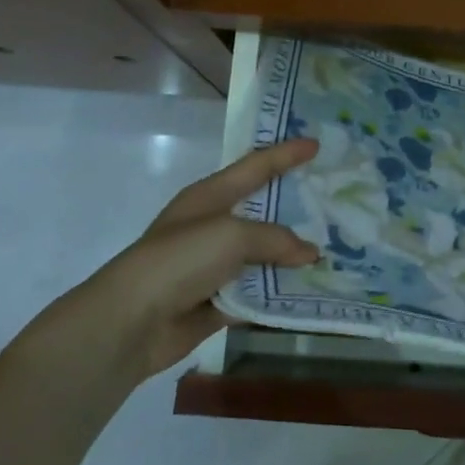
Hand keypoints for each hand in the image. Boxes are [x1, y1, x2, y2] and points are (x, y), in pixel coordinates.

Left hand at [66, 139, 321, 385]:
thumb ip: (275, 240)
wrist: (131, 321)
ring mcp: (213, 265)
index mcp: (210, 196)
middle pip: (263, 211)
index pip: (255, 166)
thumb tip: (309, 253)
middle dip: (295, 207)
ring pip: (264, 255)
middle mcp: (212, 226)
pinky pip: (258, 292)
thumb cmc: (180, 260)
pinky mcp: (216, 301)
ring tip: (333, 251)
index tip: (316, 144)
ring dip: (292, 256)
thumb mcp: (231, 236)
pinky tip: (310, 292)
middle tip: (333, 201)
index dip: (286, 154)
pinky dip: (280, 293)